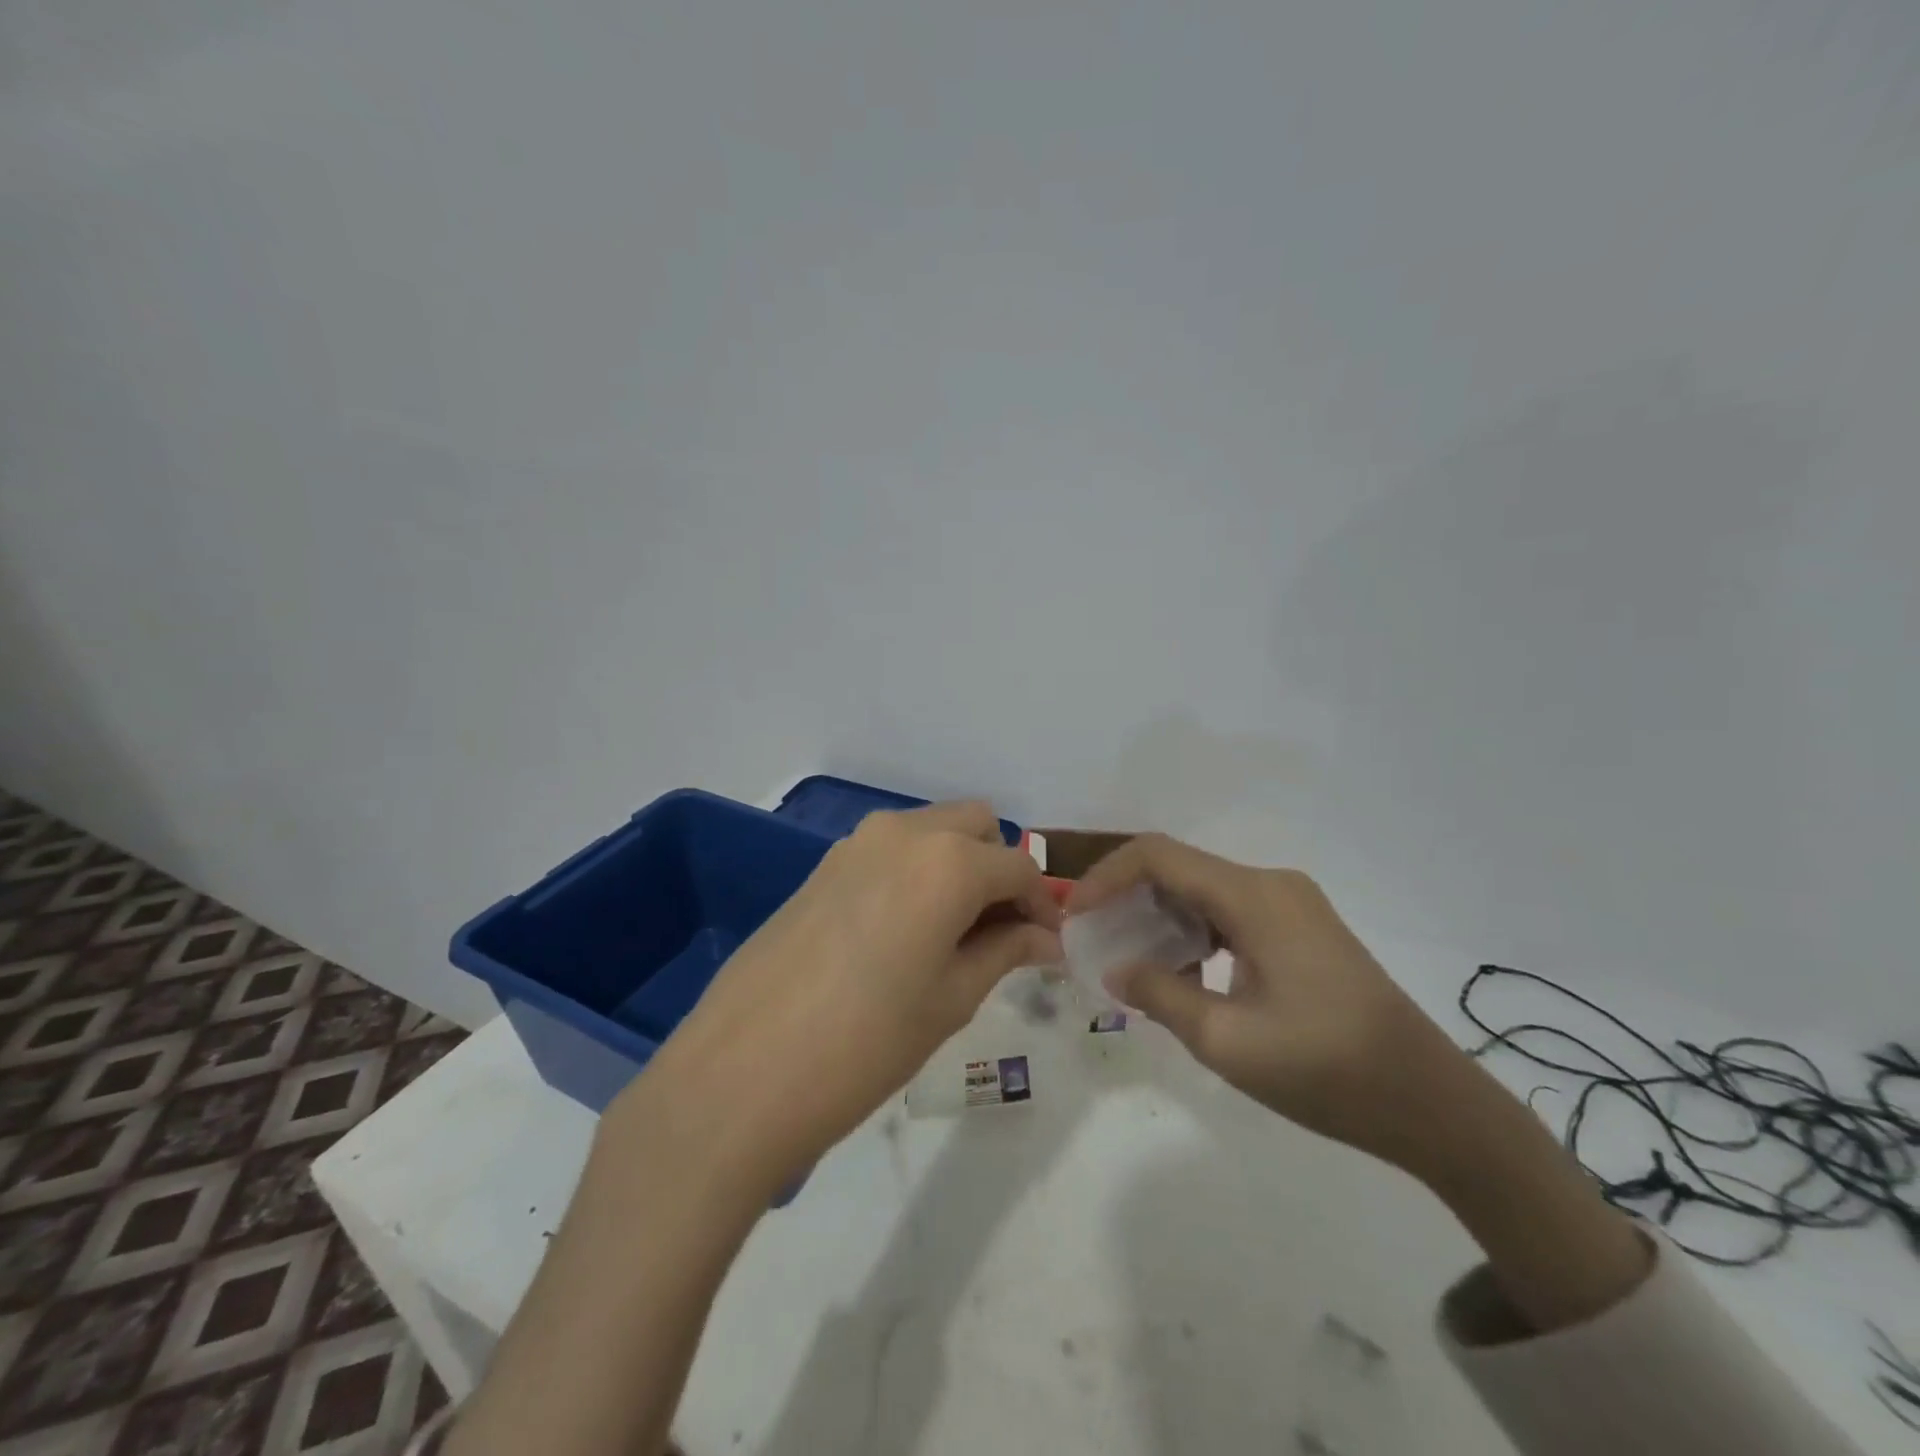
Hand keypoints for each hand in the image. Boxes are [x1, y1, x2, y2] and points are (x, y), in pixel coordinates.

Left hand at [614, 802, 1062, 1195]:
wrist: (742, 1072)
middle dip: (999, 869)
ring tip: (954, 936)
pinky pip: (890, 851)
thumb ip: (1005, 952)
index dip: (1042, 904)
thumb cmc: (866, 1043)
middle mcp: (903, 832)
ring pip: (930, 832)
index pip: (1018, 866)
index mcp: (947, 861)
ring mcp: (855, 844)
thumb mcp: (951, 999)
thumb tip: (1044, 938)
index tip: (1047, 946)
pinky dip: (916, 873)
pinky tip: (904, 933)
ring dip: (957, 867)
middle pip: (975, 826)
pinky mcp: (822, 866)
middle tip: (1001, 932)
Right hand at [1068, 834, 1461, 1170]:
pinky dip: (1194, 932)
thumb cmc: (1328, 1071)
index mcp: (1254, 897)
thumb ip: (1160, 995)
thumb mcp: (1227, 1041)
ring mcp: (1292, 905)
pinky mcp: (1303, 929)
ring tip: (1129, 960)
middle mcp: (1271, 884)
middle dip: (1128, 898)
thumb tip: (1115, 968)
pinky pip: (1231, 913)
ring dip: (1160, 917)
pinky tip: (1183, 974)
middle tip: (1094, 940)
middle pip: (1180, 869)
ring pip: (1203, 891)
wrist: (1434, 1105)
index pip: (1158, 856)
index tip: (1075, 914)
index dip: (1106, 876)